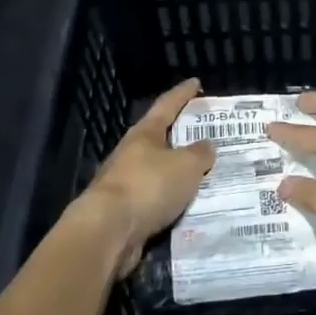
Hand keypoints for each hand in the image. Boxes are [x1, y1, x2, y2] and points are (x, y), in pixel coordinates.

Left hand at [72, 78, 213, 277]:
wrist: (108, 231)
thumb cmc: (148, 186)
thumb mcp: (186, 165)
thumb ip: (200, 153)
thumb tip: (207, 145)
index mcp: (145, 134)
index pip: (167, 105)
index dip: (183, 93)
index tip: (196, 82)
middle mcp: (131, 154)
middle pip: (161, 138)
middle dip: (182, 136)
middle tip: (207, 135)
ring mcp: (125, 183)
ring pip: (159, 171)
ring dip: (178, 172)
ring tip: (204, 174)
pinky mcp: (125, 211)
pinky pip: (156, 199)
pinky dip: (172, 199)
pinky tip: (188, 204)